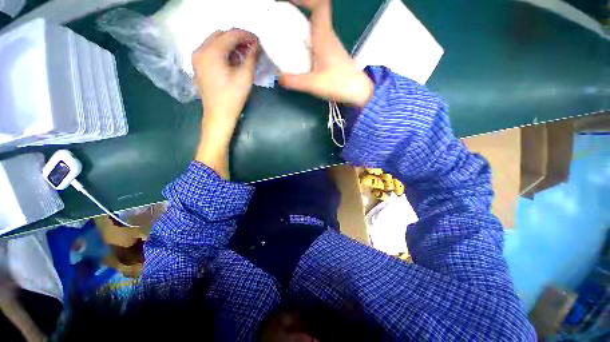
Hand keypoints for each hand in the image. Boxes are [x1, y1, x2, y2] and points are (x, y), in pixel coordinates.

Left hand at [192, 29, 259, 178]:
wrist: (218, 116)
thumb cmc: (233, 98)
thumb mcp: (245, 77)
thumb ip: (251, 58)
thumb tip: (257, 46)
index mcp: (211, 52)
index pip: (231, 34)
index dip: (246, 35)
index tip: (258, 41)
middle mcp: (200, 50)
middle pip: (221, 35)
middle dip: (238, 39)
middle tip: (252, 49)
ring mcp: (197, 58)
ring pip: (215, 42)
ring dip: (230, 45)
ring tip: (244, 55)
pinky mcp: (199, 66)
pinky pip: (211, 51)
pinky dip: (223, 52)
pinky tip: (233, 61)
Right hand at [279, 0, 373, 107]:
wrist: (358, 92)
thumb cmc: (338, 84)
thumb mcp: (313, 84)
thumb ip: (294, 81)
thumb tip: (279, 78)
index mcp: (324, 37)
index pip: (319, 6)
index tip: (290, 1)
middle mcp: (328, 37)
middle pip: (314, 16)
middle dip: (298, 14)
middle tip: (282, 21)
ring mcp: (331, 46)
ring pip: (316, 29)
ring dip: (302, 29)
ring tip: (287, 37)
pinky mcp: (332, 55)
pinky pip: (318, 41)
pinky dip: (308, 42)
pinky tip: (301, 55)